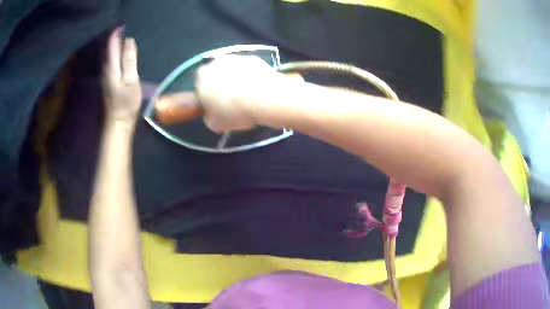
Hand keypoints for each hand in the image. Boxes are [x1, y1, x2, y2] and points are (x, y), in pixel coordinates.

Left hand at [102, 27, 141, 125]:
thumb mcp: (131, 81)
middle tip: (122, 28)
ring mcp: (104, 75)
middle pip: (107, 48)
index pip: (112, 44)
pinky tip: (116, 53)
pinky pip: (107, 61)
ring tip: (120, 37)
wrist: (117, 122)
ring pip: (106, 54)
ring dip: (112, 45)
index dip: (116, 33)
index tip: (123, 24)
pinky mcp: (106, 80)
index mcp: (111, 67)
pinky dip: (112, 53)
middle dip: (113, 37)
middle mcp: (105, 68)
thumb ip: (129, 60)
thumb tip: (129, 41)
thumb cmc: (126, 103)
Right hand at [195, 55, 280, 132]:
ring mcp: (235, 57)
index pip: (199, 88)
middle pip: (215, 75)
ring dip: (235, 79)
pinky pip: (247, 68)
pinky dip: (250, 76)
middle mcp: (215, 63)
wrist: (263, 96)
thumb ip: (209, 116)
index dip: (207, 98)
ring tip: (246, 95)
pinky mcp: (252, 57)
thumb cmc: (234, 111)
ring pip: (231, 70)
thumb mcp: (215, 124)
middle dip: (220, 86)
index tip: (216, 107)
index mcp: (201, 78)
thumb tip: (212, 114)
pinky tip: (257, 88)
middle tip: (231, 101)